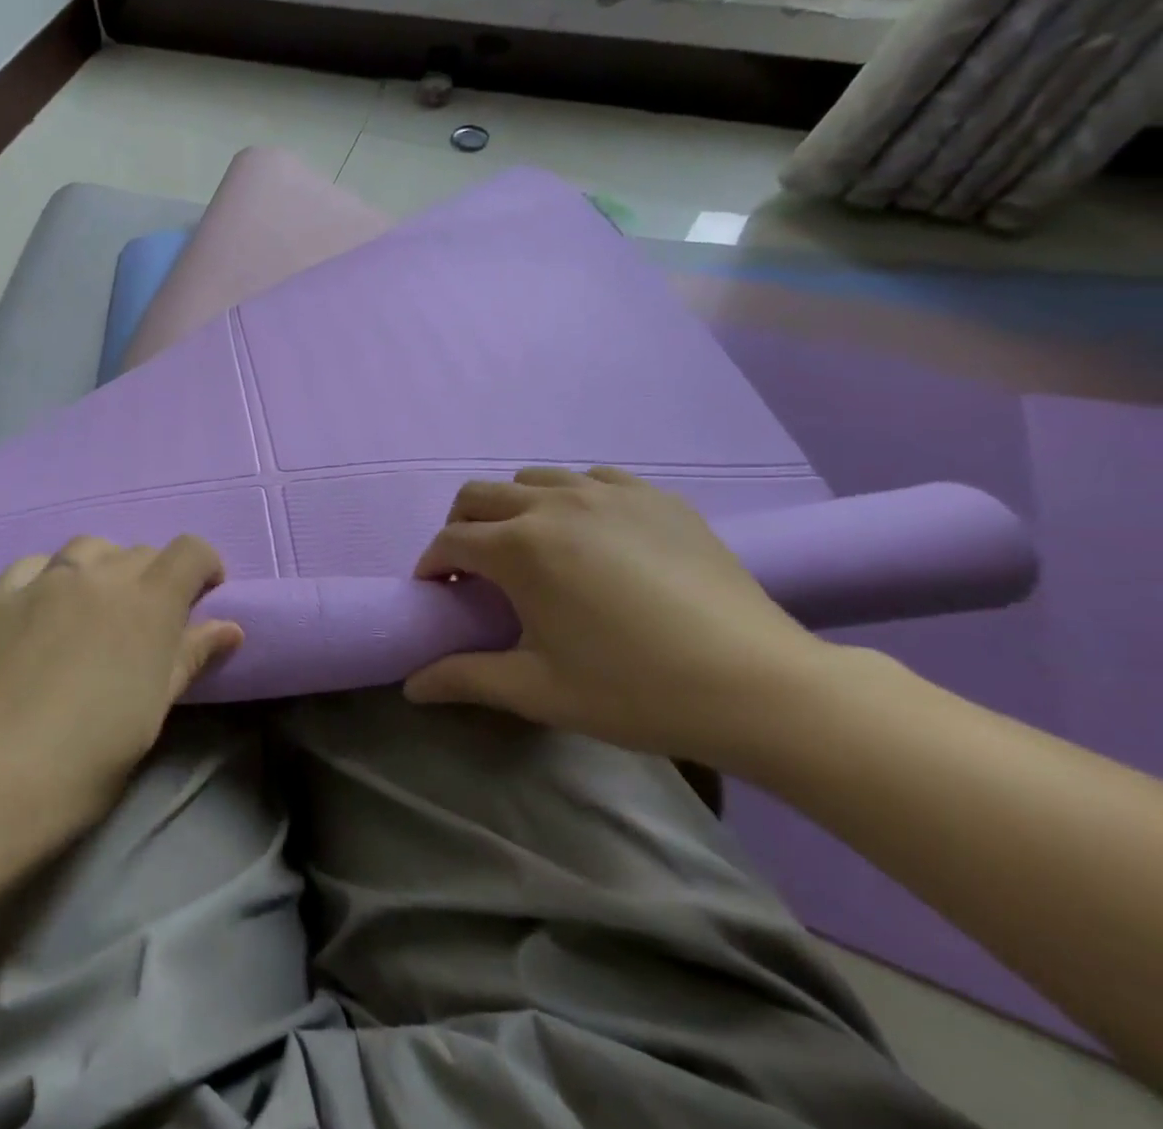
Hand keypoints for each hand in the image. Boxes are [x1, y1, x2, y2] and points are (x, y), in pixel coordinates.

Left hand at [0, 535, 242, 860]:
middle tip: (148, 624)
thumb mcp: (149, 715)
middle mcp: (98, 576)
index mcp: (147, 604)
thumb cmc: (81, 764)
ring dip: (106, 568)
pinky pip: (36, 564)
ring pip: (89, 548)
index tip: (205, 598)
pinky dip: (53, 574)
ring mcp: (43, 581)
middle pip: (141, 552)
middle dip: (157, 577)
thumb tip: (230, 627)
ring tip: (98, 609)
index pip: (190, 552)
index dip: (205, 566)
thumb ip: (188, 660)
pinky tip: (45, 606)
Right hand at [404, 467, 827, 765]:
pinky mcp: (655, 497)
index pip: (450, 541)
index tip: (436, 593)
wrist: (758, 686)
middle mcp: (554, 504)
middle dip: (461, 527)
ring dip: (513, 509)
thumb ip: (465, 678)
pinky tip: (591, 537)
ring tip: (530, 550)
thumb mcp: (538, 691)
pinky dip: (572, 499)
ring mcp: (608, 493)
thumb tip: (411, 684)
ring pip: (533, 480)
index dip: (432, 565)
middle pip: (479, 495)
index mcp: (519, 547)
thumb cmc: (634, 690)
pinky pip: (592, 479)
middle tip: (472, 570)